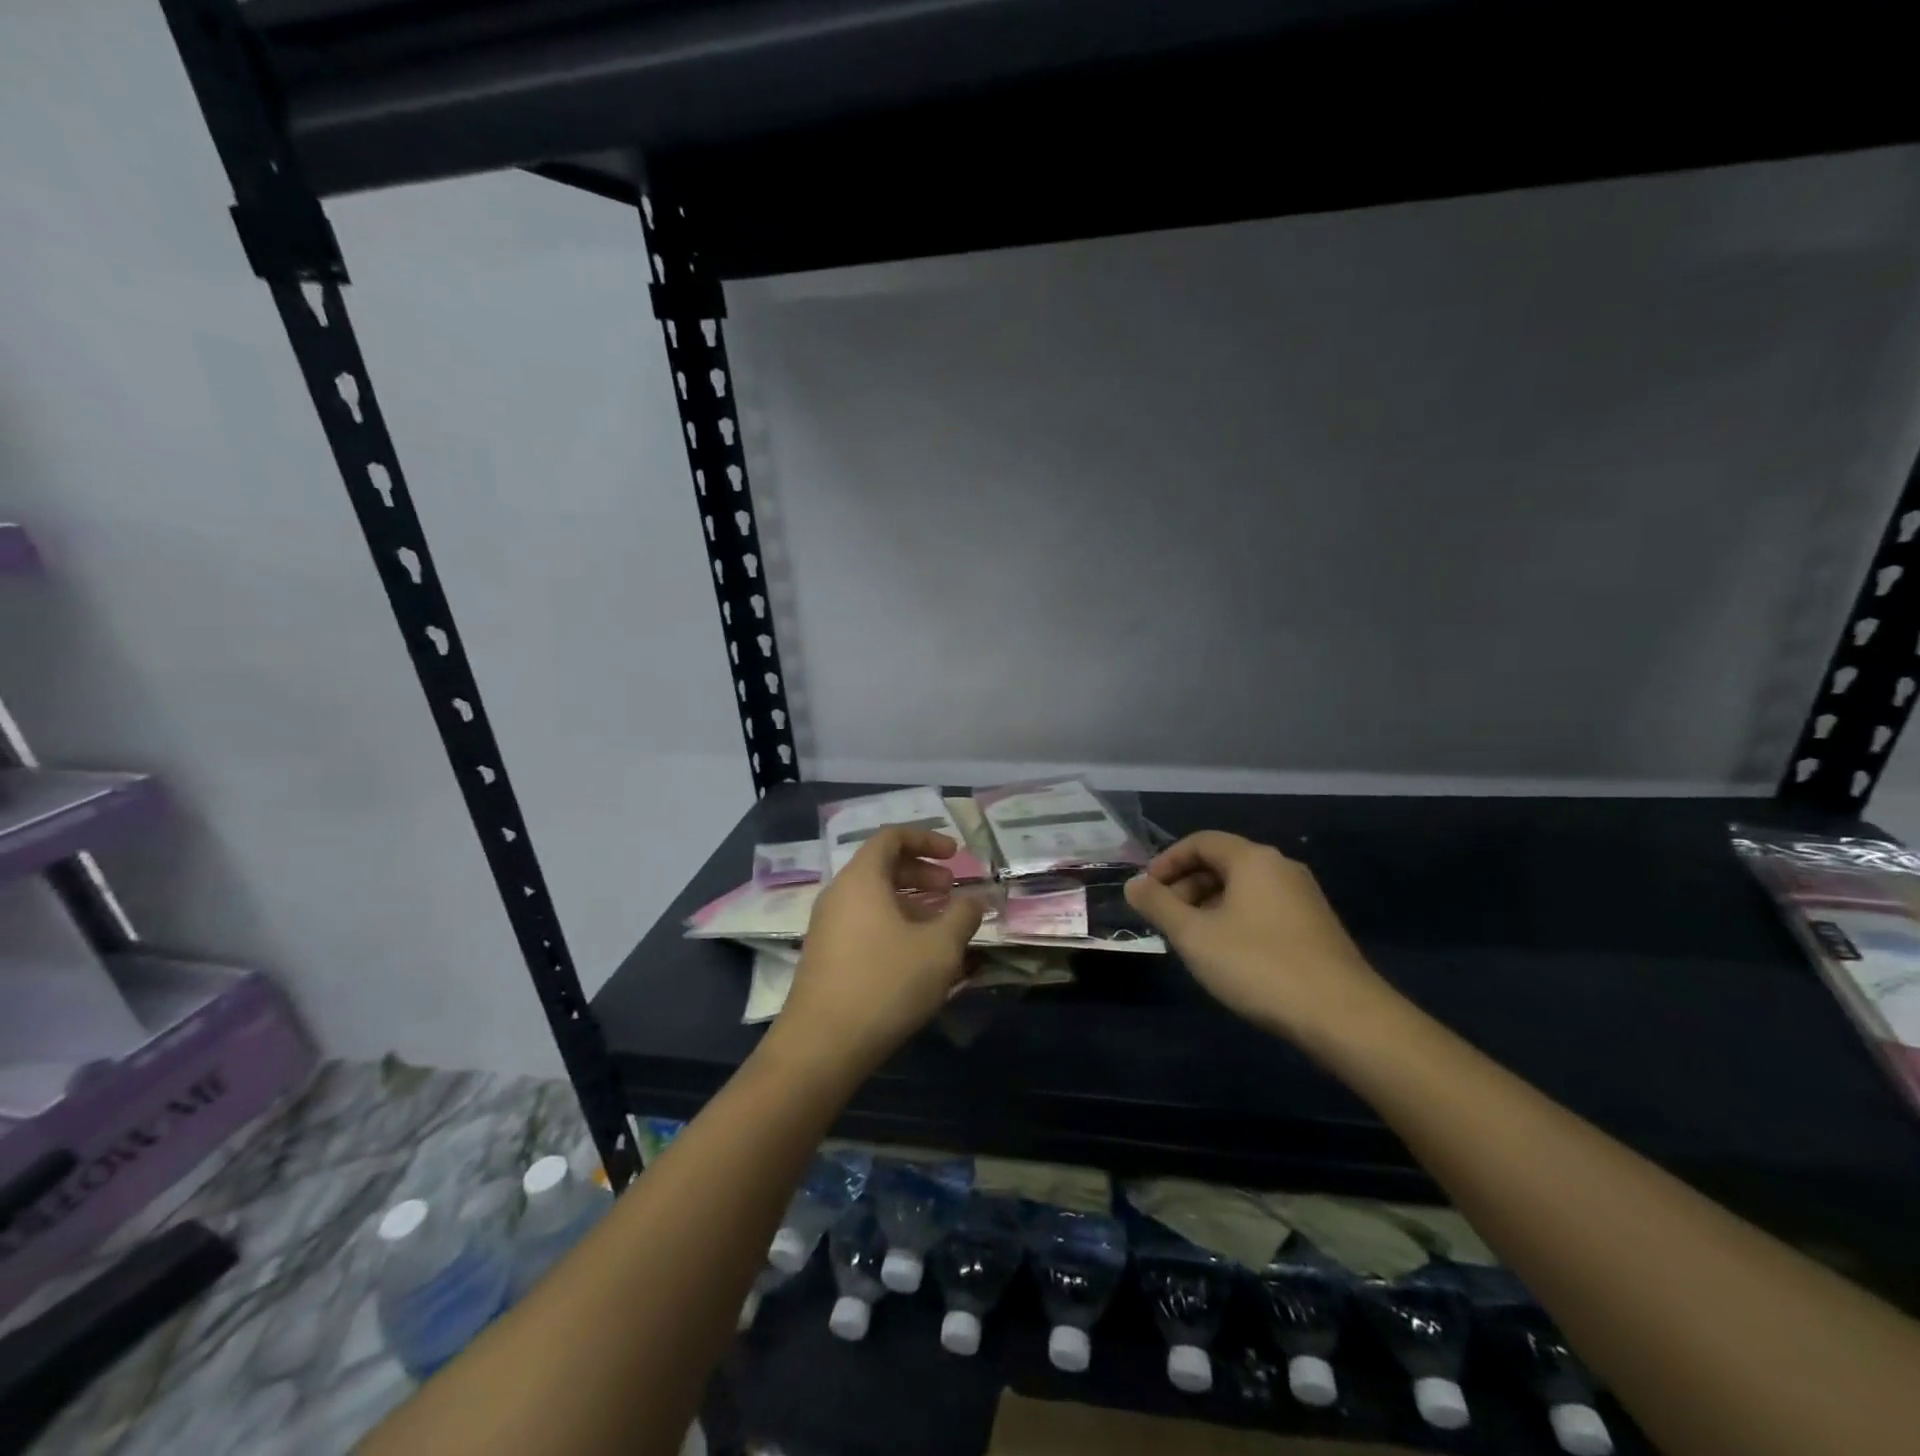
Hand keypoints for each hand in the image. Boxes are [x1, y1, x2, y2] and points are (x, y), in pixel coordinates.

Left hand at [769, 825, 985, 1078]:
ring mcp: (827, 925)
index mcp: (861, 879)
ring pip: (873, 897)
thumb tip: (975, 898)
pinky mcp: (826, 955)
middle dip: (922, 872)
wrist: (821, 1046)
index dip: (926, 839)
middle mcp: (839, 894)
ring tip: (941, 924)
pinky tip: (916, 955)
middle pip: (882, 866)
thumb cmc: (885, 984)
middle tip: (951, 890)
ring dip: (910, 901)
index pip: (891, 837)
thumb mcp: (939, 949)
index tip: (954, 855)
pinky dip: (893, 923)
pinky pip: (863, 922)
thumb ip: (962, 916)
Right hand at [1124, 831, 1392, 1043]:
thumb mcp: (1194, 936)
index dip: (1167, 861)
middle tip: (1165, 919)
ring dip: (1208, 906)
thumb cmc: (1258, 965)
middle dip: (1186, 886)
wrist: (1343, 1016)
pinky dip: (1235, 920)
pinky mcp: (1316, 927)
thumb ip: (1159, 905)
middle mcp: (1281, 868)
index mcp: (1253, 859)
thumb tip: (1134, 884)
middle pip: (1222, 863)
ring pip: (1243, 889)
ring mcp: (1303, 898)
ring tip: (1191, 941)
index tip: (1147, 890)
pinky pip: (1263, 909)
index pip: (1201, 842)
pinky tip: (1227, 956)